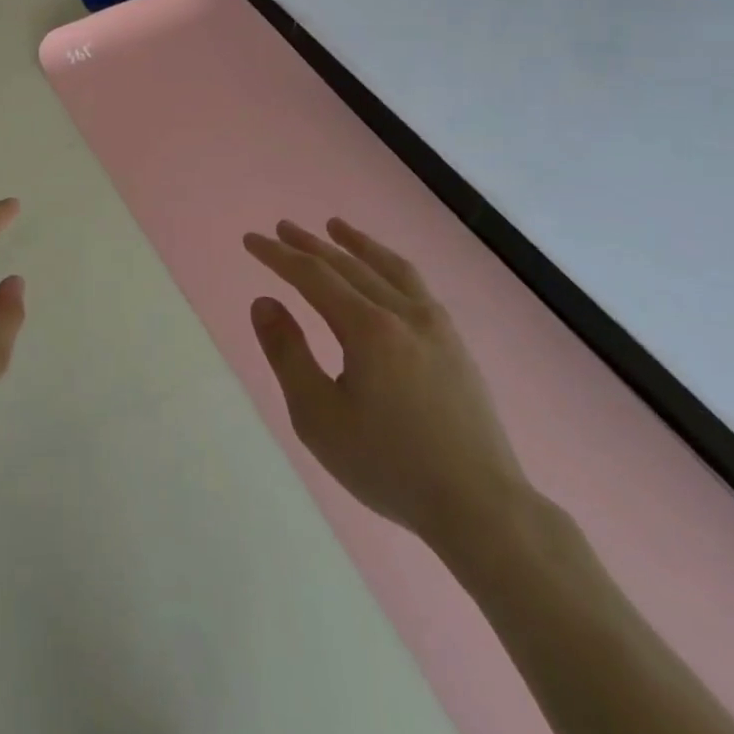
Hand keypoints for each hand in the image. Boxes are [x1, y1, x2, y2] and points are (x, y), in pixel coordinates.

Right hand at [244, 218, 528, 555]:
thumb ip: (288, 354)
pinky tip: (385, 272)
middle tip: (281, 228)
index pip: (313, 276)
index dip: (278, 256)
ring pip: (389, 267)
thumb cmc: (389, 464)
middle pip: (348, 265)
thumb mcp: (319, 417)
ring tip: (335, 226)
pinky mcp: (455, 344)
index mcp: (368, 328)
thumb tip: (264, 302)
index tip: (251, 240)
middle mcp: (403, 313)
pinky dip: (390, 265)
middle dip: (310, 244)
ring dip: (357, 244)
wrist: (481, 507)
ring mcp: (435, 326)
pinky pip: (416, 286)